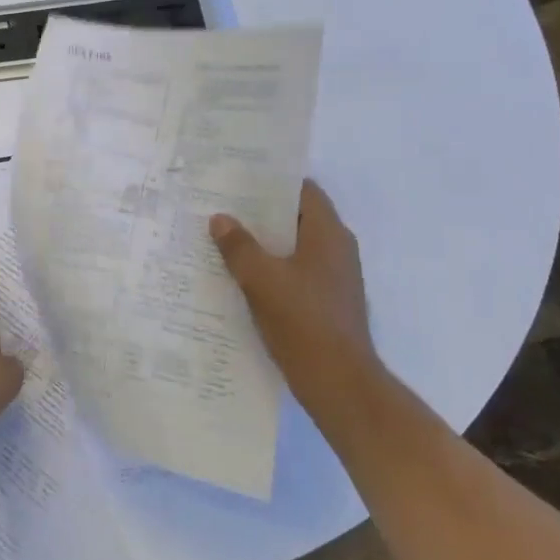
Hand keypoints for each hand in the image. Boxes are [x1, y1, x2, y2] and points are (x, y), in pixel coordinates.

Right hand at [209, 181, 376, 386]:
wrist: (338, 382)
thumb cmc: (302, 321)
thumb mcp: (261, 279)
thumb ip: (239, 246)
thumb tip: (220, 219)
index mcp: (328, 234)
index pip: (303, 191)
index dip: (273, 181)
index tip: (239, 177)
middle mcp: (337, 250)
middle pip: (296, 218)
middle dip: (260, 212)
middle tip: (221, 205)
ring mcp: (334, 277)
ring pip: (293, 247)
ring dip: (263, 242)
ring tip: (223, 237)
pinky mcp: (326, 302)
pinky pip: (295, 272)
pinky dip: (271, 267)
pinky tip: (239, 275)